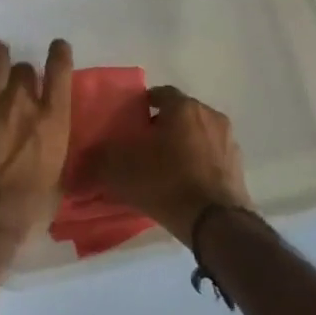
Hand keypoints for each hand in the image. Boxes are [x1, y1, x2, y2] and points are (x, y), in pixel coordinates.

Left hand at [0, 38, 73, 239]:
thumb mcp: (58, 173)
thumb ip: (55, 148)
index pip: (60, 73)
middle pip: (24, 69)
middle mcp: (23, 100)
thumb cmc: (30, 201)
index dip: (59, 55)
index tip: (58, 46)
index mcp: (53, 118)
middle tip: (20, 74)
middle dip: (24, 71)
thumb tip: (51, 144)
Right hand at [80, 85, 251, 244]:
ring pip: (198, 133)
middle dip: (163, 125)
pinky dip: (198, 162)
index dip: (143, 105)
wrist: (215, 221)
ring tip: (165, 166)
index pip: (159, 93)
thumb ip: (98, 161)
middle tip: (144, 145)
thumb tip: (77, 163)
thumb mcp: (121, 171)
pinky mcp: (238, 164)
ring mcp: (228, 140)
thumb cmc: (166, 182)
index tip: (130, 122)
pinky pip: (211, 155)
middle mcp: (209, 115)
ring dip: (183, 143)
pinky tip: (185, 182)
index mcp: (183, 107)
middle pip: (180, 113)